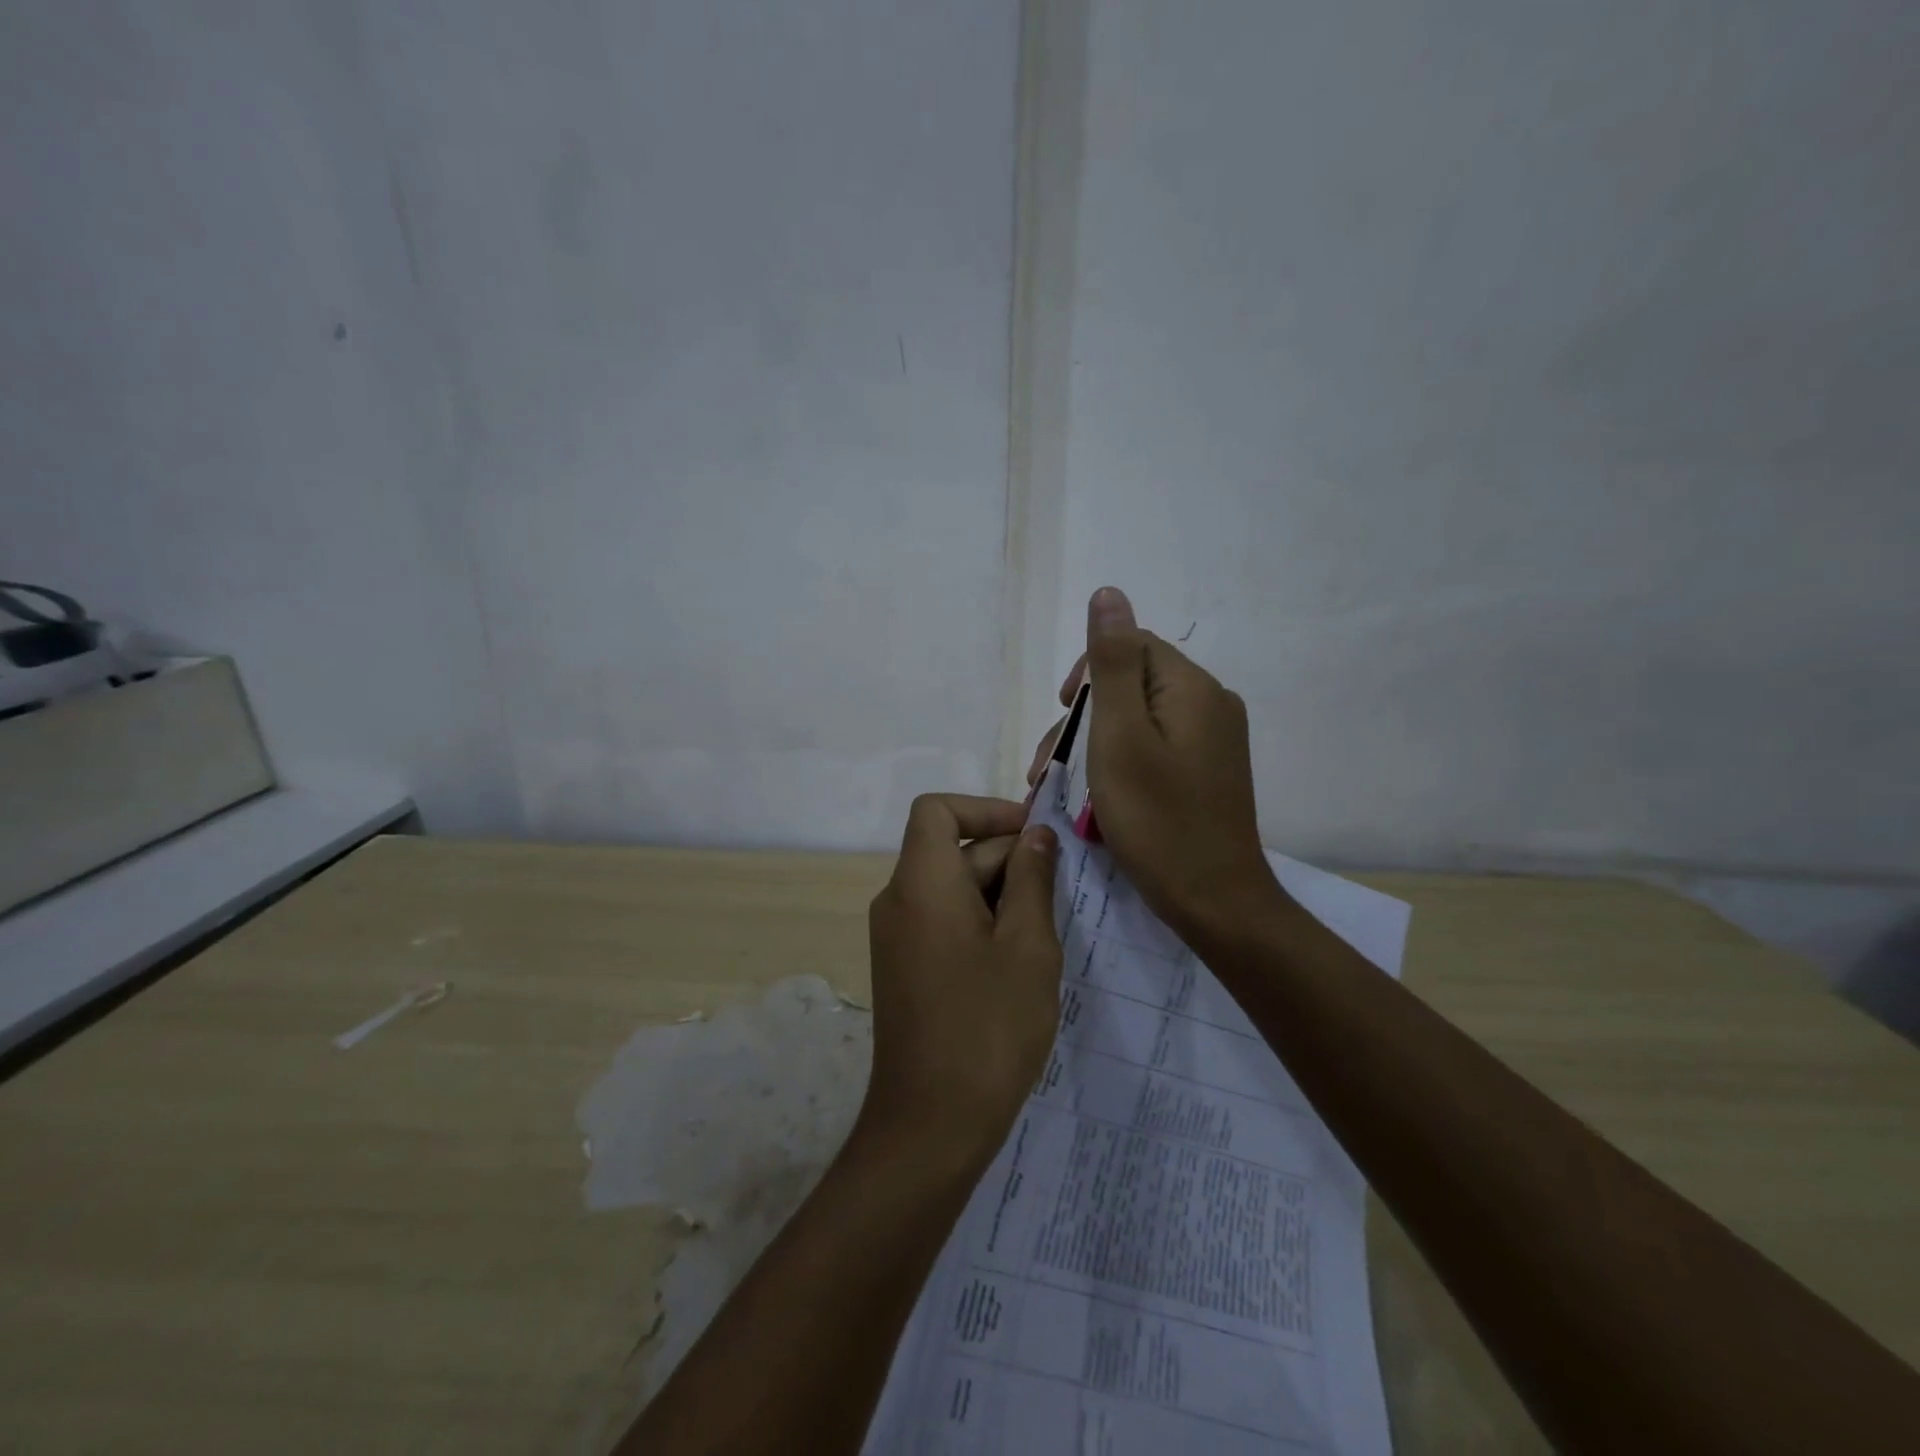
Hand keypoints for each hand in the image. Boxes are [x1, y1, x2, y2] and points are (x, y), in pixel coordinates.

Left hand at [863, 795, 1063, 1167]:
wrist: (931, 1125)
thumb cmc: (988, 1028)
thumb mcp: (1027, 946)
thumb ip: (1031, 880)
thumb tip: (1035, 836)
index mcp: (921, 883)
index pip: (937, 810)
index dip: (985, 809)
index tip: (1033, 834)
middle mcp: (898, 900)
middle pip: (950, 850)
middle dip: (1006, 857)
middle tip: (1061, 890)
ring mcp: (897, 937)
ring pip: (950, 888)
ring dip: (998, 892)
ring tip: (1047, 928)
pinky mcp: (904, 967)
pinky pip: (942, 920)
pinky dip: (980, 920)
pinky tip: (1019, 957)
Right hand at [1028, 588, 1279, 942]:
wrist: (1215, 901)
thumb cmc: (1158, 819)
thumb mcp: (1120, 736)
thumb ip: (1113, 663)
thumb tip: (1109, 593)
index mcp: (1192, 688)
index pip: (1132, 647)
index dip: (1088, 675)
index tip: (1061, 716)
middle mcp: (1210, 705)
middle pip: (1132, 687)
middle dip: (1084, 721)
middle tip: (1047, 769)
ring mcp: (1212, 742)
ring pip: (1138, 722)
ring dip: (1095, 748)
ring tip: (1060, 791)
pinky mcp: (1206, 773)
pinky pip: (1154, 750)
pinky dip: (1120, 767)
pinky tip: (1096, 799)